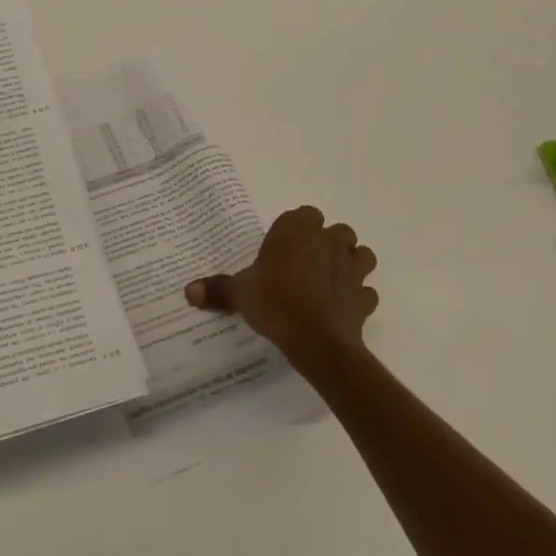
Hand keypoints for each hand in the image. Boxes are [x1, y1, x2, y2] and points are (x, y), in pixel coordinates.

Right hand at [185, 205, 377, 356]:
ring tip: (331, 279)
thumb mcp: (240, 294)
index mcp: (297, 230)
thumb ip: (218, 289)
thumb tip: (188, 290)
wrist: (316, 341)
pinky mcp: (364, 298)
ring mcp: (352, 269)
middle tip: (305, 263)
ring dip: (350, 263)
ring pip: (360, 255)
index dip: (297, 229)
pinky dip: (358, 297)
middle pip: (337, 231)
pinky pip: (366, 292)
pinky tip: (342, 307)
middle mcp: (329, 242)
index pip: (304, 214)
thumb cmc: (275, 303)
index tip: (284, 247)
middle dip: (327, 243)